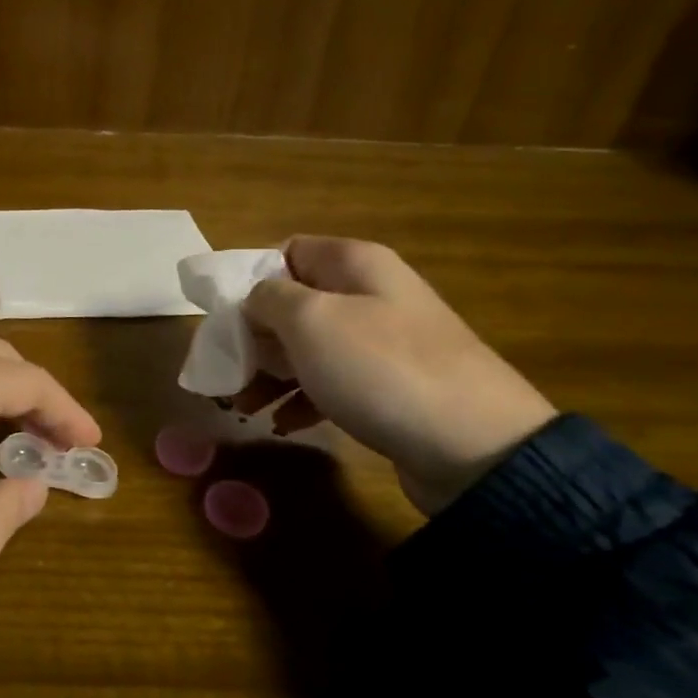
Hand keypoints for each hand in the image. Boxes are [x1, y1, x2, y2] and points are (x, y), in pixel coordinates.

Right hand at [242, 238, 554, 514]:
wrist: (474, 446)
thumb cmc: (380, 367)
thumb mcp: (310, 320)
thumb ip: (268, 299)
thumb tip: (255, 300)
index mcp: (355, 264)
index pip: (287, 251)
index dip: (249, 278)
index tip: (223, 315)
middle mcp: (370, 295)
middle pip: (293, 303)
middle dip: (253, 336)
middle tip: (226, 368)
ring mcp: (382, 344)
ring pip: (308, 348)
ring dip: (269, 373)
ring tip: (242, 406)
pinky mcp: (388, 388)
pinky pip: (330, 383)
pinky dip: (301, 400)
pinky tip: (281, 424)